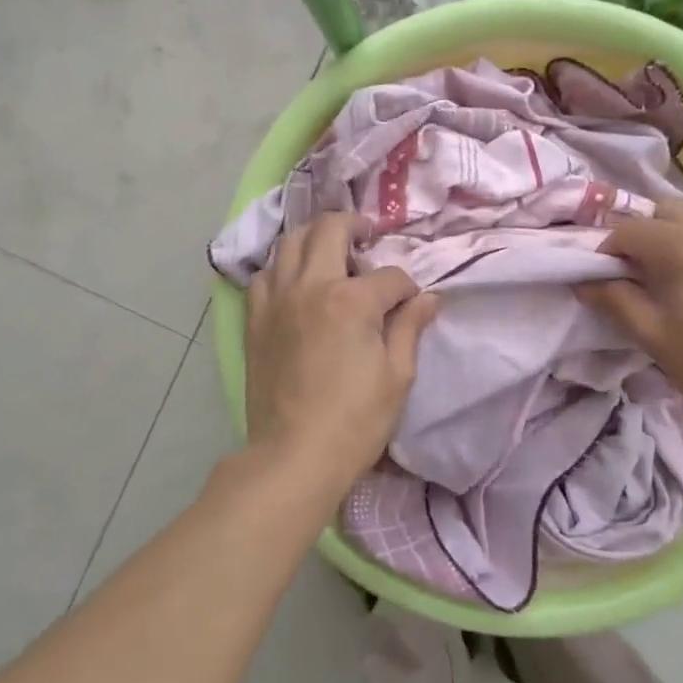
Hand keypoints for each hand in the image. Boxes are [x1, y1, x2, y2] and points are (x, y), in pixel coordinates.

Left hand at [243, 213, 439, 488]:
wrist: (294, 456)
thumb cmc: (355, 421)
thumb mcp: (397, 376)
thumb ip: (409, 328)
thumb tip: (428, 299)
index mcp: (351, 300)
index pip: (389, 276)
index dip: (407, 288)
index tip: (411, 305)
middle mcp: (310, 286)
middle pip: (331, 230)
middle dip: (355, 226)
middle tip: (367, 235)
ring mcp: (276, 300)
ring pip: (290, 242)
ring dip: (314, 238)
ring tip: (330, 252)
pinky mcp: (254, 319)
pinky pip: (264, 275)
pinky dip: (282, 267)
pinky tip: (295, 282)